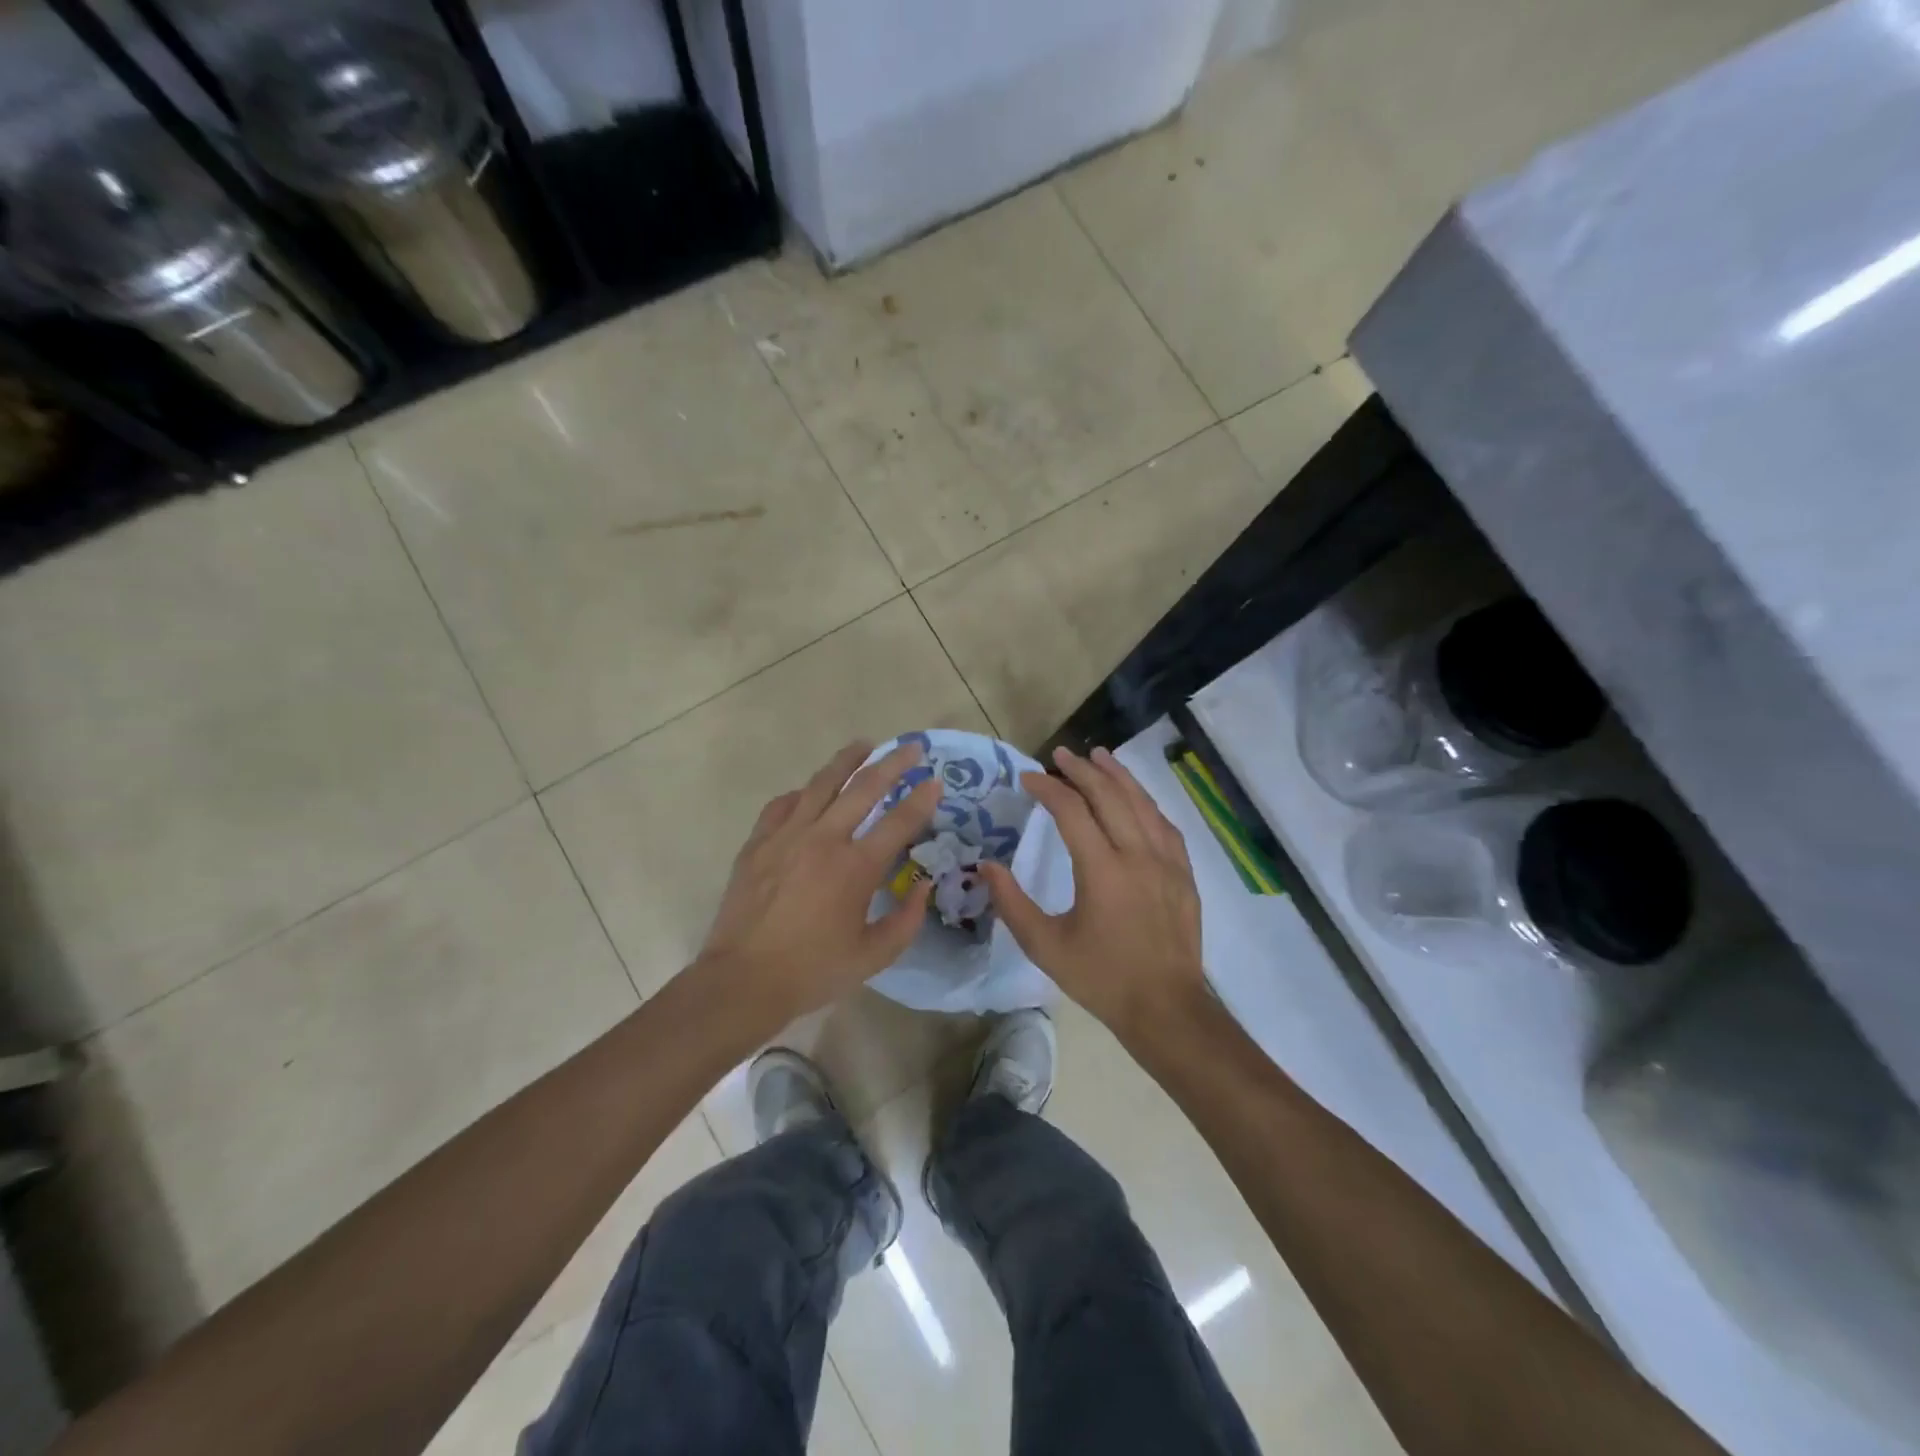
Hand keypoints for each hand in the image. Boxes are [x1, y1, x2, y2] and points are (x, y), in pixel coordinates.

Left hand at [695, 739, 938, 1034]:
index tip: (935, 782)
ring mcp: (786, 836)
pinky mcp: (758, 843)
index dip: (921, 799)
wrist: (742, 981)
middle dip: (892, 763)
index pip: (898, 821)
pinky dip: (801, 793)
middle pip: (864, 788)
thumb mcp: (873, 956)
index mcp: (855, 867)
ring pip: (821, 784)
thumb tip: (922, 887)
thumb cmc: (813, 971)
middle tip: (910, 748)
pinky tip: (809, 792)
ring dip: (847, 761)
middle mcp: (823, 839)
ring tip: (863, 745)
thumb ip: (906, 920)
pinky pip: (782, 804)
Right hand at [982, 746, 1206, 1037]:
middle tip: (1060, 754)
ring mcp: (1167, 861)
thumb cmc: (1101, 977)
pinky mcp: (1184, 873)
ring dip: (1118, 775)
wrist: (1166, 1008)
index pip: (1072, 811)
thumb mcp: (1046, 946)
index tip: (1028, 778)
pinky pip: (1164, 824)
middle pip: (1110, 795)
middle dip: (1082, 770)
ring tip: (1098, 756)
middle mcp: (1138, 855)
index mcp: (1102, 870)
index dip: (1048, 788)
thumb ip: (1012, 903)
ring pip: (1142, 803)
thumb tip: (986, 867)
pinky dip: (1145, 803)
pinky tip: (1136, 798)